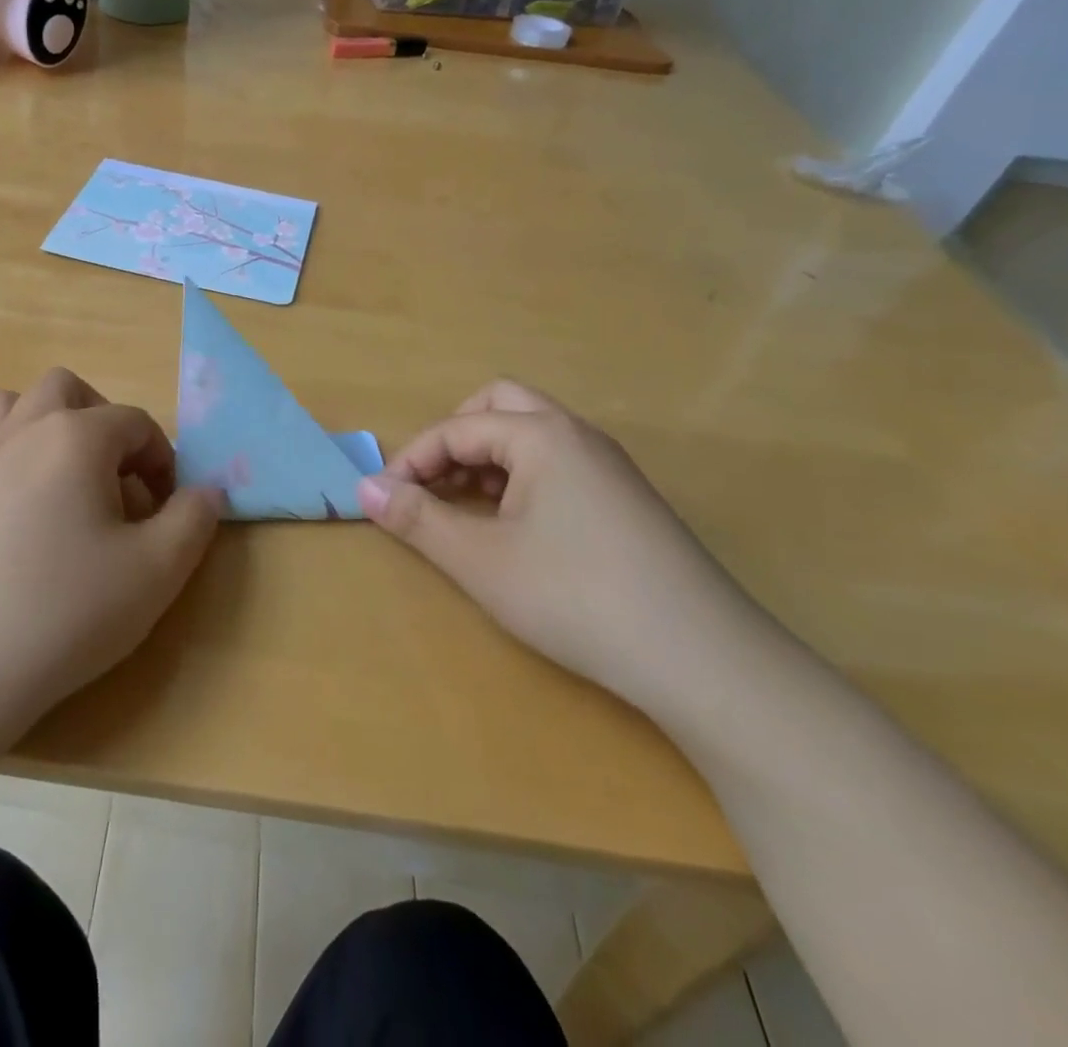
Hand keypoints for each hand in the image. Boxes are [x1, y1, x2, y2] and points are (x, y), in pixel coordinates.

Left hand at [0, 368, 222, 734]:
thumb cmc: (70, 608)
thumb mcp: (159, 568)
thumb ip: (195, 518)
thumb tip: (207, 490)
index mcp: (77, 437)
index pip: (136, 423)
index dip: (163, 459)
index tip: (169, 508)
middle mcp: (23, 432)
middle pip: (66, 389)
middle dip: (101, 420)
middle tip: (118, 477)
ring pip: (5, 405)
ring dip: (39, 422)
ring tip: (61, 473)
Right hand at [359, 380, 744, 703]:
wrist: (703, 660)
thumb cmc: (575, 597)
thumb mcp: (480, 560)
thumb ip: (416, 518)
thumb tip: (363, 488)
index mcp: (542, 434)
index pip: (456, 428)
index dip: (412, 460)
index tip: (384, 500)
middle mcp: (578, 435)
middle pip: (499, 406)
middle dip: (454, 439)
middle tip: (433, 486)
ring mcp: (610, 467)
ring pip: (532, 435)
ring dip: (487, 459)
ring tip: (467, 510)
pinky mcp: (627, 501)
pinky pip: (558, 465)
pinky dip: (521, 479)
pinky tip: (517, 530)